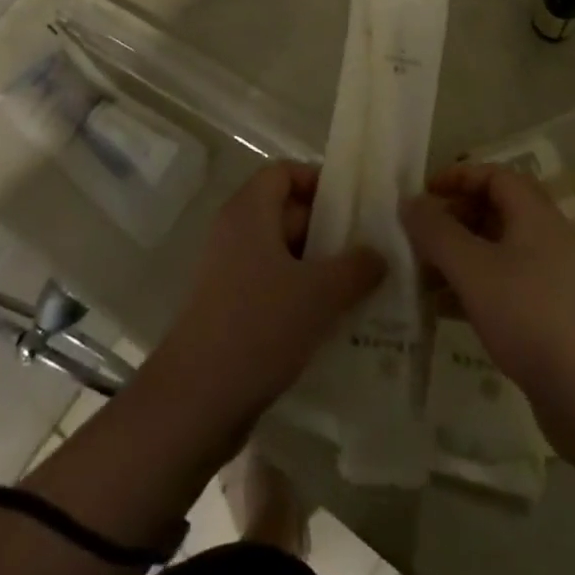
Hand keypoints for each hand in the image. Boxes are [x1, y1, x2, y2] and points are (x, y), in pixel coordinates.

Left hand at [150, 164, 383, 430]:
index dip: (319, 181)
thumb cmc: (258, 327)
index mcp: (249, 211)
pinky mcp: (229, 309)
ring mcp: (228, 273)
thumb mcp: (319, 294)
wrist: (195, 403)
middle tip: (371, 251)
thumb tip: (378, 254)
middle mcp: (235, 232)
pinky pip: (272, 287)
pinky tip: (334, 323)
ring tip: (363, 289)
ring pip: (283, 255)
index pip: (285, 172)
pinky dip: (301, 297)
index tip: (355, 205)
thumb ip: (356, 267)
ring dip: (320, 269)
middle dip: (329, 230)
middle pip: (286, 212)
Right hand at [400, 165, 574, 404]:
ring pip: (499, 252)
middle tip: (420, 236)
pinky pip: (507, 287)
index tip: (423, 194)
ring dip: (461, 256)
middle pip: (497, 211)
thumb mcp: (472, 269)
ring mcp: (553, 280)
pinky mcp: (552, 317)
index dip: (458, 177)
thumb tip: (410, 201)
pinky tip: (447, 311)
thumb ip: (436, 231)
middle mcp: (548, 238)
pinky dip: (476, 287)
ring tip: (424, 274)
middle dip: (455, 217)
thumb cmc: (530, 317)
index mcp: (535, 214)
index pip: (495, 175)